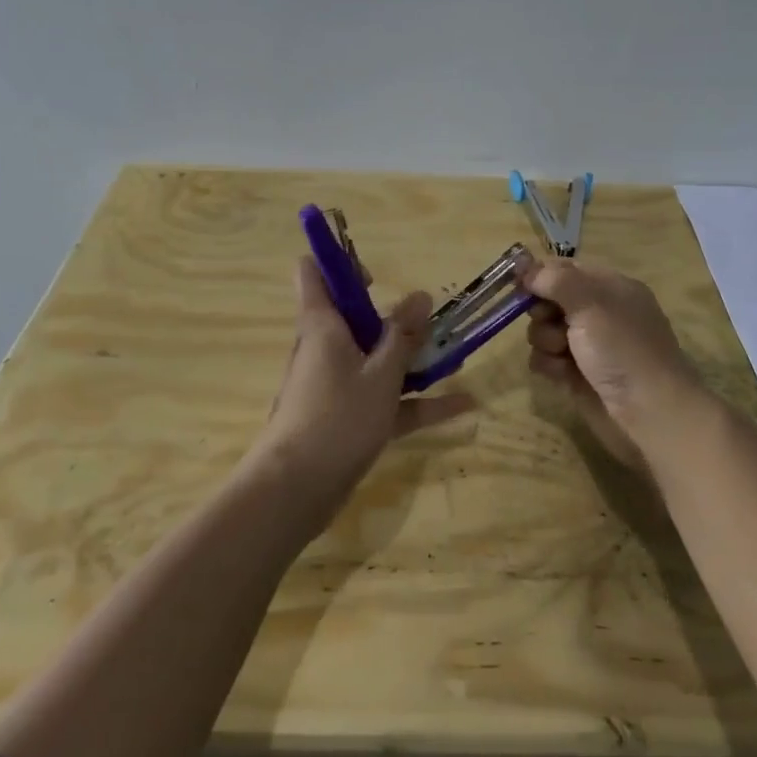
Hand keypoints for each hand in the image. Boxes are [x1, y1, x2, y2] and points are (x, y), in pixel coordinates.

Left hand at [250, 257, 474, 504]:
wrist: (295, 491)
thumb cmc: (337, 418)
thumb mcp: (380, 374)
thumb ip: (402, 336)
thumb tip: (419, 295)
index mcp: (322, 326)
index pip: (315, 275)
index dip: (340, 265)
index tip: (373, 275)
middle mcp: (325, 349)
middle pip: (355, 319)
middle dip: (394, 317)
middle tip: (431, 321)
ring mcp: (336, 385)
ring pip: (375, 361)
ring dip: (412, 359)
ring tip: (457, 356)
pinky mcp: (346, 418)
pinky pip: (385, 400)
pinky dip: (417, 402)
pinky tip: (462, 405)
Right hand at [520, 257, 708, 469]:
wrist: (650, 415)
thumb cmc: (623, 350)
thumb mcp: (591, 303)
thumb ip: (555, 279)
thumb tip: (525, 267)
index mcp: (609, 287)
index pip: (565, 269)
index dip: (540, 274)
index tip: (520, 284)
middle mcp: (597, 313)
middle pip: (549, 299)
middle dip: (542, 311)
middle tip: (549, 321)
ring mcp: (586, 345)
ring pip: (543, 330)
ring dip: (545, 340)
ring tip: (562, 353)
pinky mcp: (576, 375)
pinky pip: (546, 359)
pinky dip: (549, 365)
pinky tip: (562, 375)